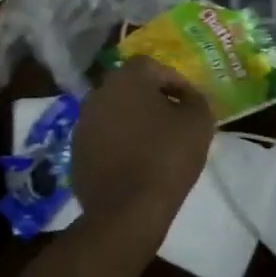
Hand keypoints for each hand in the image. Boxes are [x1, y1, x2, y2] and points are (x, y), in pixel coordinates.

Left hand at [70, 58, 215, 229]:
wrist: (127, 210)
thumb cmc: (166, 157)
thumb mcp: (199, 122)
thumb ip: (196, 99)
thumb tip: (188, 97)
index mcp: (126, 78)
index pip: (152, 66)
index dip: (174, 81)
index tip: (189, 101)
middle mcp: (98, 93)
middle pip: (129, 87)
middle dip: (151, 99)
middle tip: (172, 119)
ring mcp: (83, 123)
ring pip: (114, 112)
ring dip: (133, 121)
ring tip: (154, 142)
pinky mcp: (76, 152)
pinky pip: (103, 138)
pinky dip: (118, 143)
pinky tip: (135, 162)